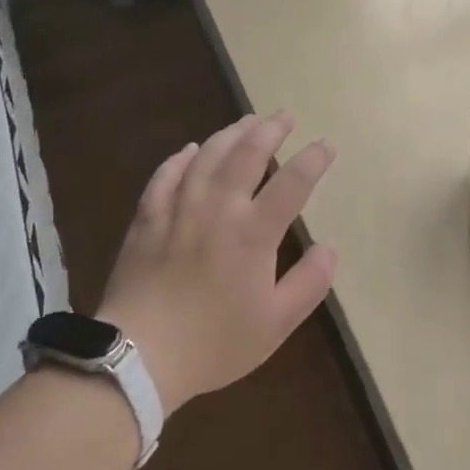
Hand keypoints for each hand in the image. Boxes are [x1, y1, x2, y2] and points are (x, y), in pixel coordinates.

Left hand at [98, 111, 336, 415]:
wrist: (139, 355)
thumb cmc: (214, 343)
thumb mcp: (276, 324)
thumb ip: (309, 283)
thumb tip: (330, 247)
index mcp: (253, 233)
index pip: (293, 182)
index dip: (314, 159)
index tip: (326, 144)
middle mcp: (218, 209)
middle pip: (248, 154)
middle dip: (271, 129)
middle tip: (284, 115)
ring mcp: (179, 208)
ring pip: (207, 156)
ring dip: (230, 134)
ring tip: (247, 121)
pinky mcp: (147, 217)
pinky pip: (166, 175)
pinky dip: (181, 158)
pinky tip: (190, 150)